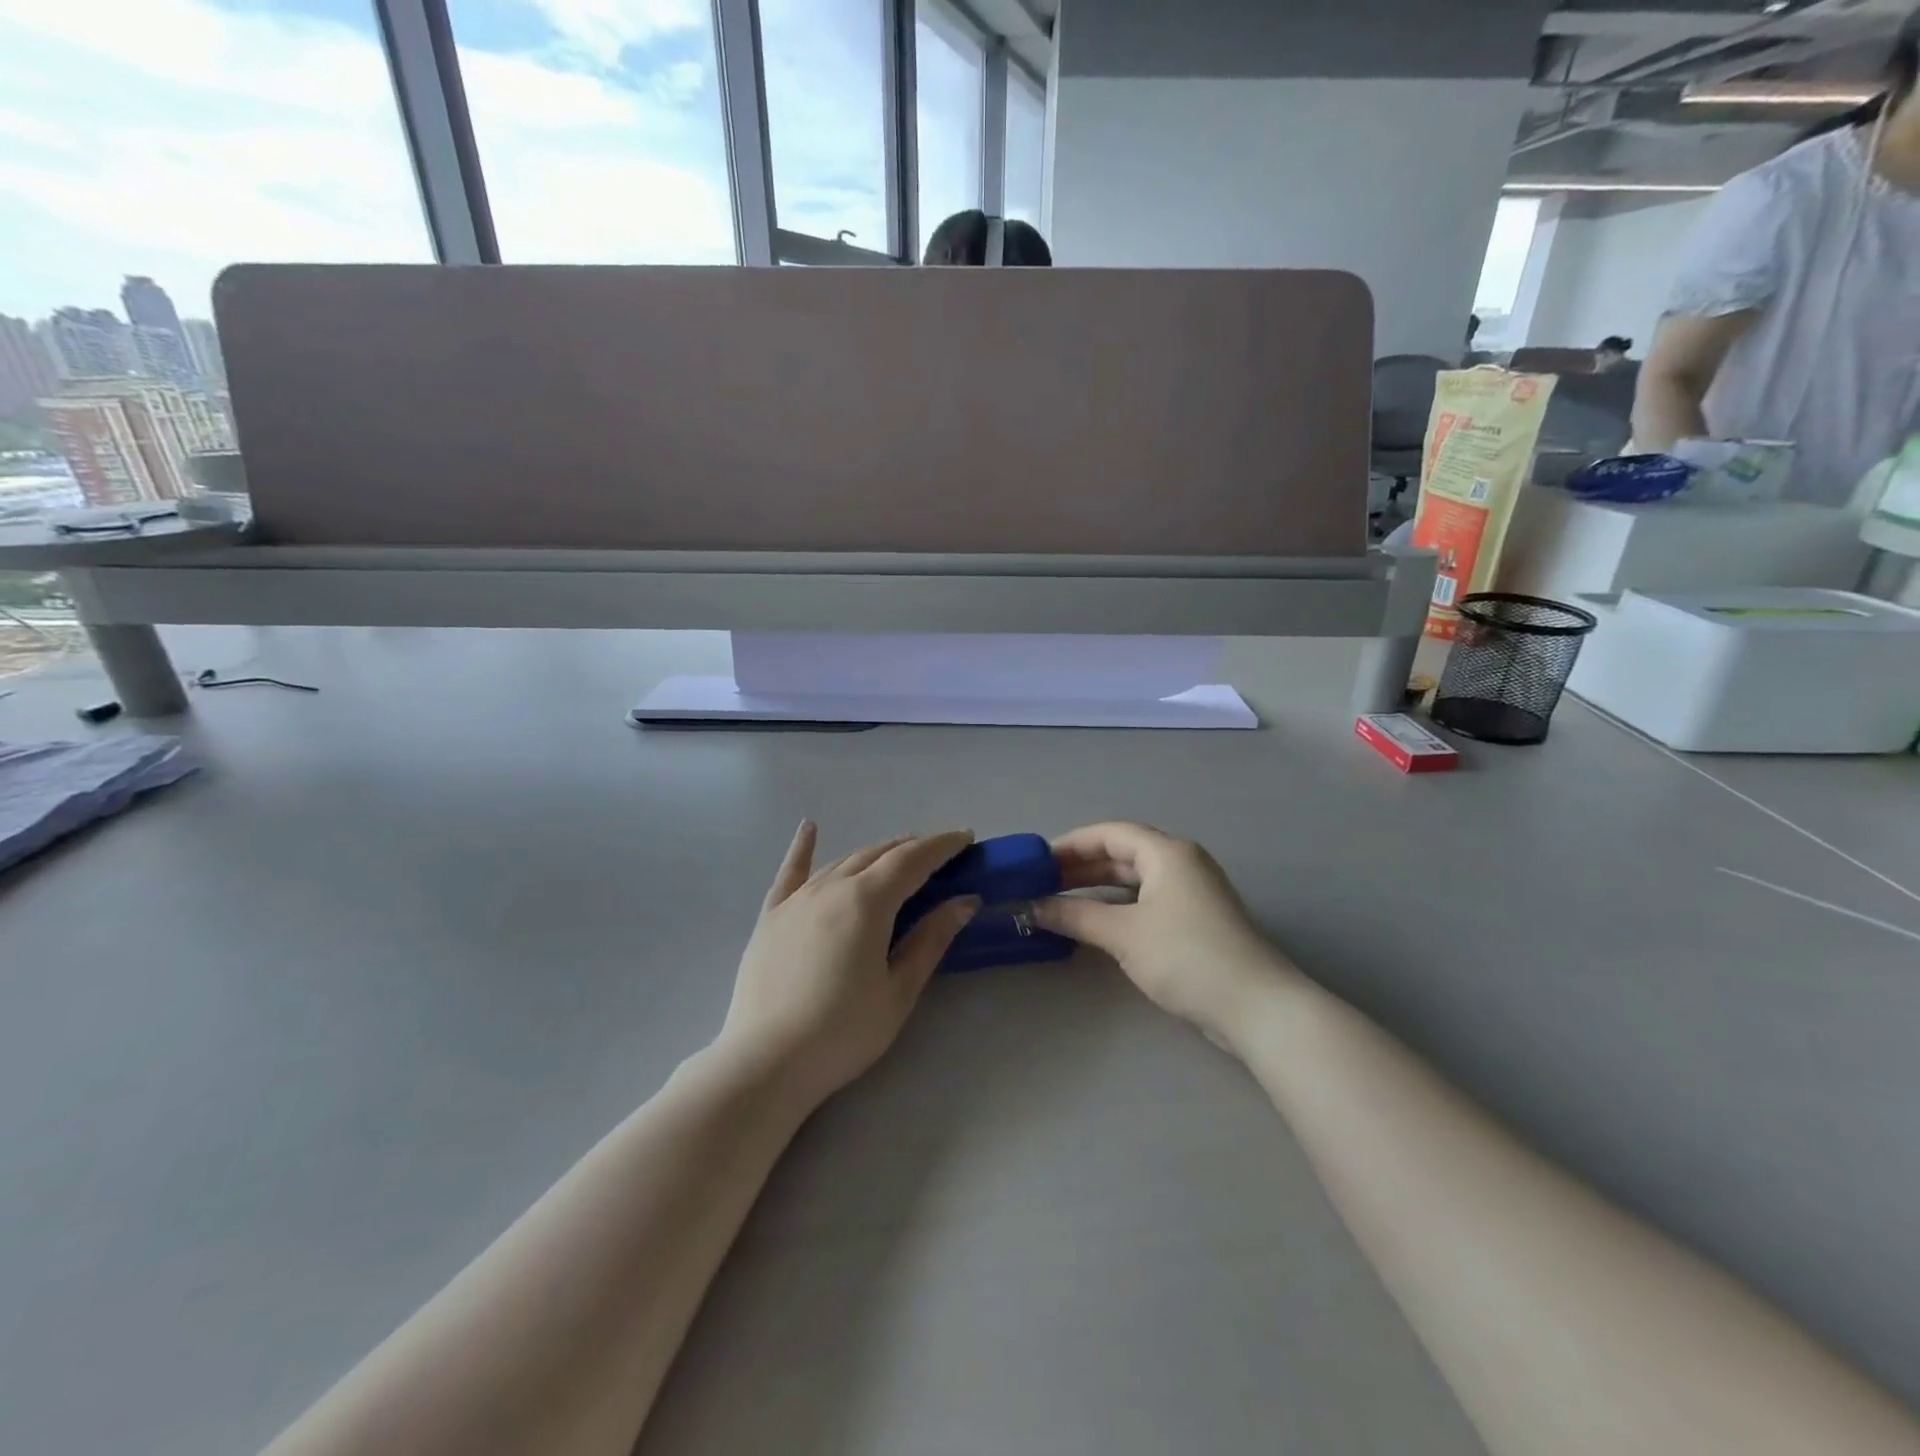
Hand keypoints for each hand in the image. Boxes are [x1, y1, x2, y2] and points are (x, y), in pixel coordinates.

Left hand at [719, 823, 979, 1106]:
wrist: (766, 1062)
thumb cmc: (843, 1032)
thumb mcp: (898, 990)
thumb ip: (931, 939)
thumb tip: (964, 900)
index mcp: (867, 901)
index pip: (913, 860)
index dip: (942, 846)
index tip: (966, 838)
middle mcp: (832, 887)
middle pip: (879, 854)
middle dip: (913, 848)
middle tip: (940, 854)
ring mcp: (797, 899)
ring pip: (843, 861)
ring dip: (875, 853)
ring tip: (898, 853)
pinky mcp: (771, 916)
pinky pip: (791, 873)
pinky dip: (803, 848)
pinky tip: (809, 828)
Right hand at [1030, 822, 1298, 1050]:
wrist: (1255, 1007)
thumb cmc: (1186, 957)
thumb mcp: (1123, 934)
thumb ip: (1075, 916)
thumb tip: (1032, 907)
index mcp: (1167, 852)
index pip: (1110, 832)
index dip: (1071, 843)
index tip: (1037, 861)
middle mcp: (1181, 863)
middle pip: (1122, 853)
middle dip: (1081, 867)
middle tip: (1041, 884)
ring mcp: (1192, 892)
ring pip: (1134, 879)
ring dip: (1097, 888)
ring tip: (1059, 902)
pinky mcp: (1196, 921)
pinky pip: (1147, 901)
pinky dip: (1117, 906)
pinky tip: (1094, 924)